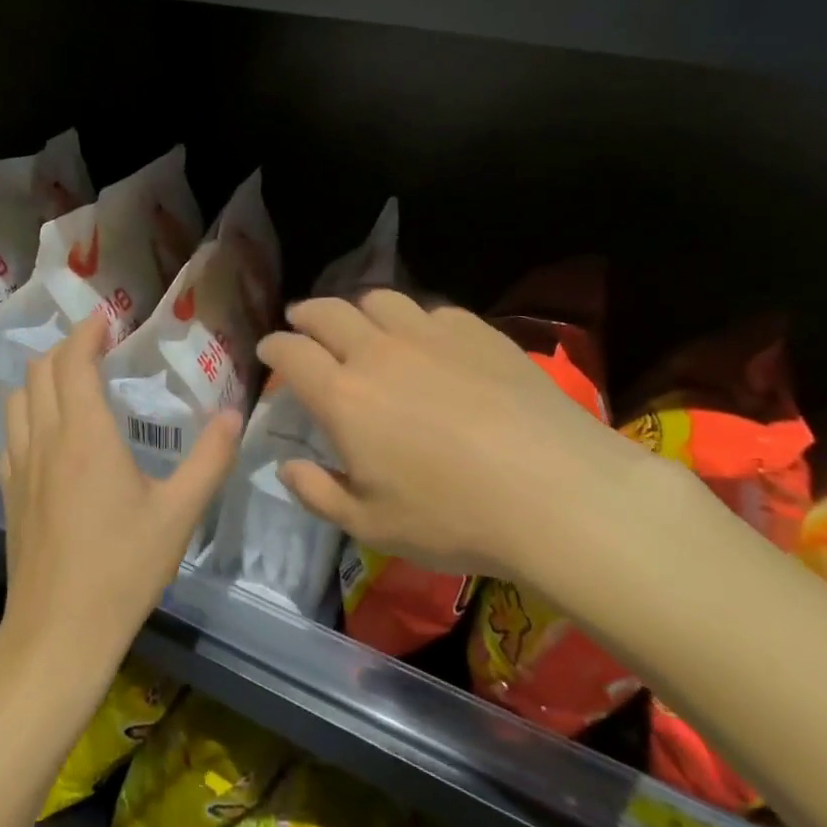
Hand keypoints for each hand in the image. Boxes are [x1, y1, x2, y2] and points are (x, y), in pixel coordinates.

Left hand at [0, 312, 242, 685]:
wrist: (58, 632)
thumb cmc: (122, 569)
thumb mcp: (179, 514)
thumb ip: (210, 460)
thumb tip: (234, 414)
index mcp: (85, 434)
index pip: (73, 361)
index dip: (86, 332)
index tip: (106, 319)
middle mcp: (46, 438)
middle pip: (40, 370)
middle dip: (66, 347)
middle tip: (97, 345)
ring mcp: (20, 465)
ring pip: (18, 397)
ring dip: (42, 376)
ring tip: (71, 378)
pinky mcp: (10, 491)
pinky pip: (11, 432)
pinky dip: (27, 411)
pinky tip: (48, 430)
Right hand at [259, 290, 657, 609]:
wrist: (558, 492)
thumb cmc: (455, 518)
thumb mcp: (372, 526)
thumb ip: (318, 493)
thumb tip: (286, 467)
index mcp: (343, 396)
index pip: (291, 352)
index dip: (273, 346)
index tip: (269, 350)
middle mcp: (377, 352)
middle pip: (327, 312)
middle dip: (306, 314)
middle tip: (301, 322)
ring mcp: (428, 334)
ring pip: (378, 299)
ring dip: (358, 308)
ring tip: (362, 324)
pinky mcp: (476, 331)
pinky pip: (432, 310)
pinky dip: (415, 320)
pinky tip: (427, 340)